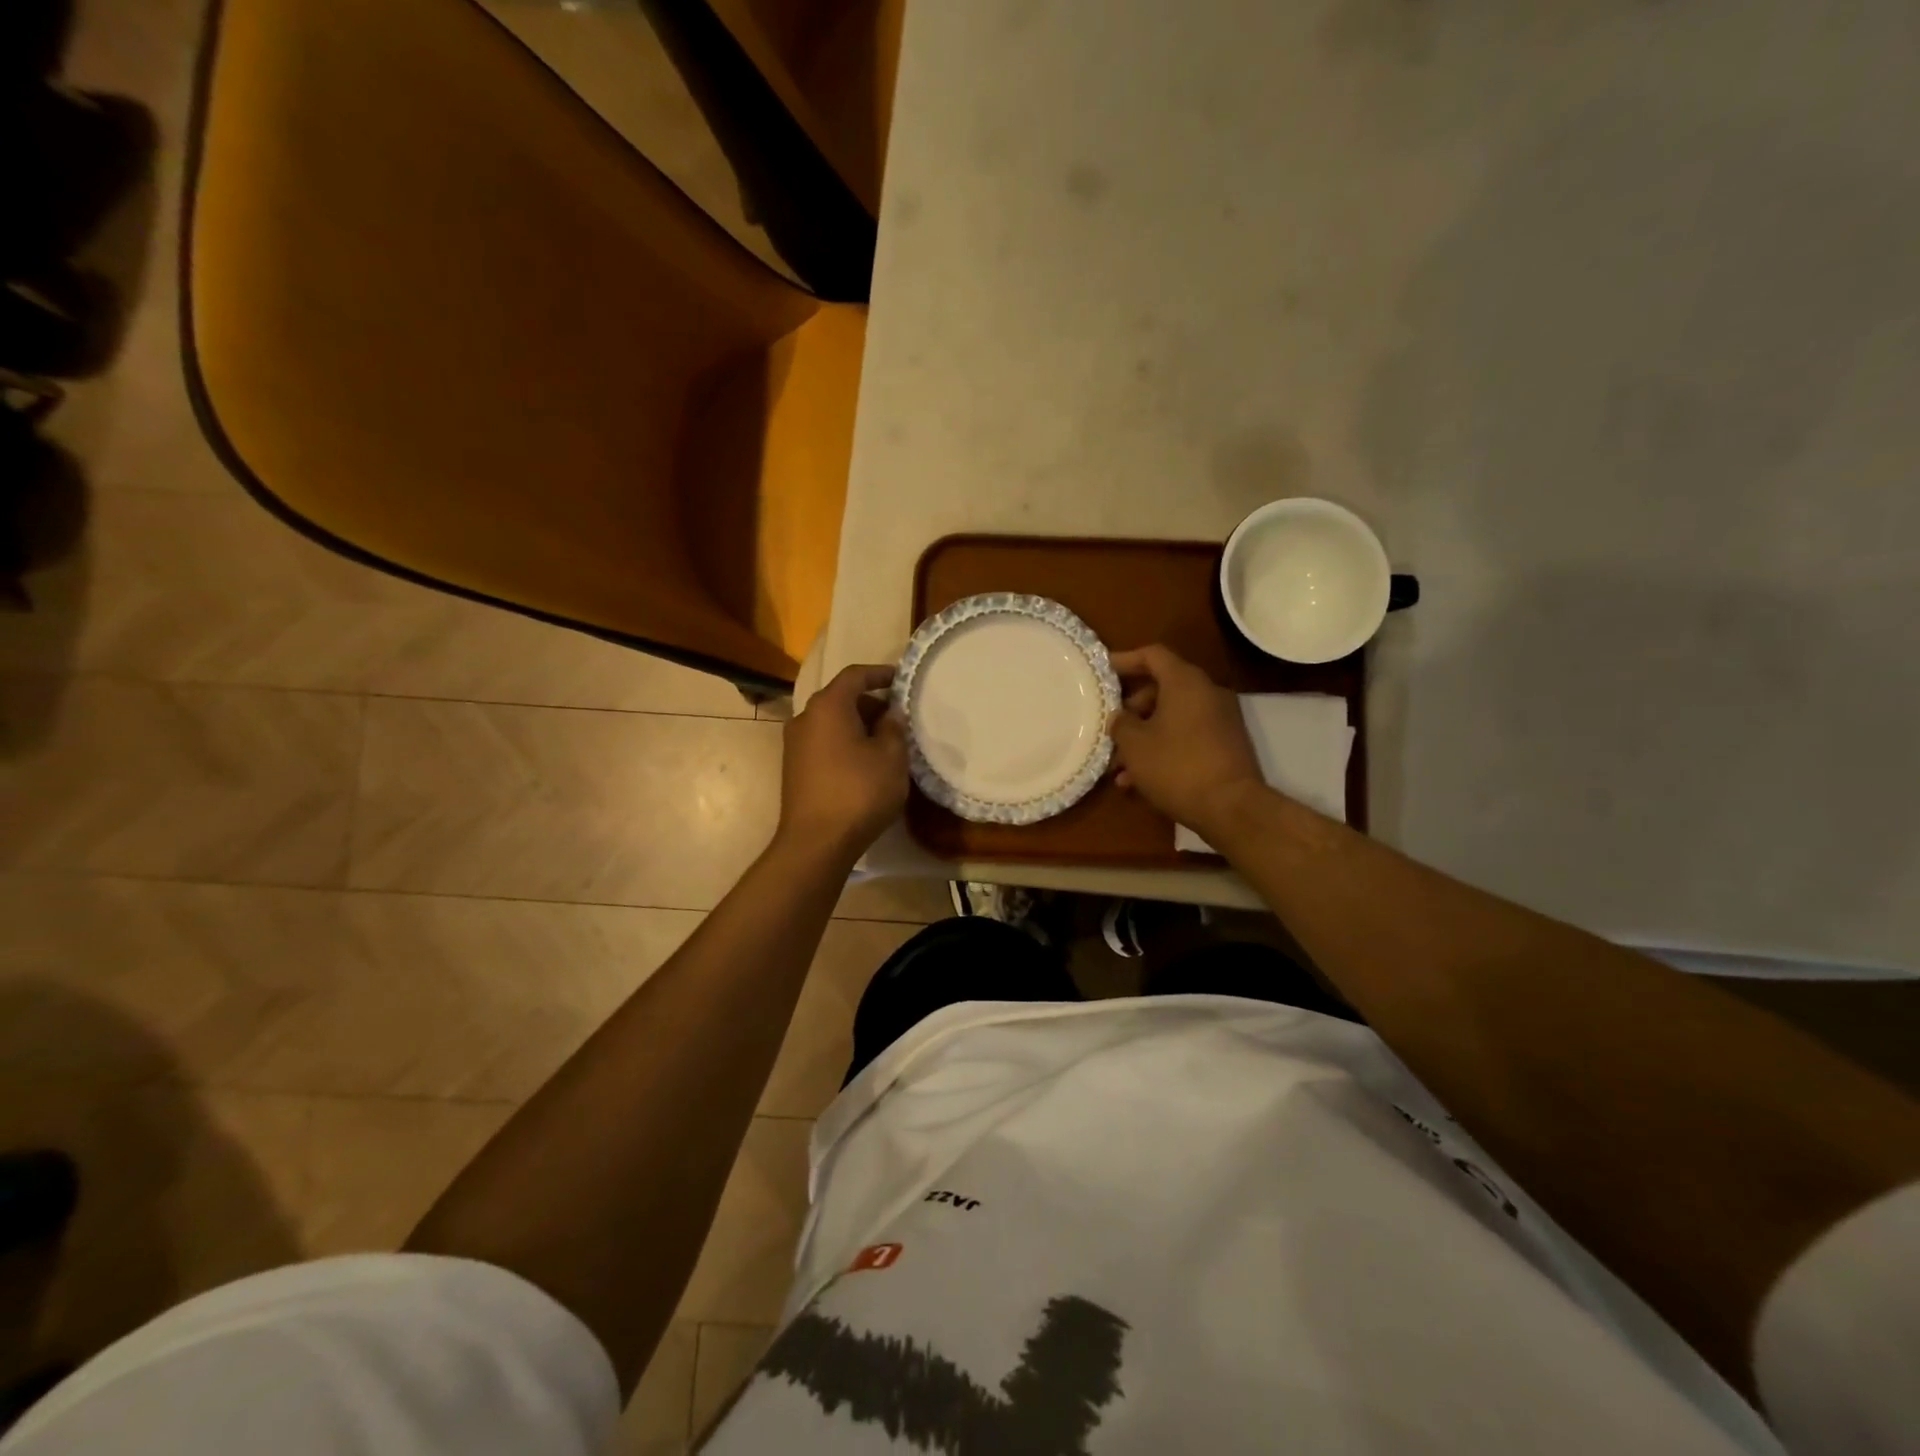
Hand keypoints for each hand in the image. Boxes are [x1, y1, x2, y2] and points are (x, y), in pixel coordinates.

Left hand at [776, 664, 909, 861]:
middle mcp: (805, 718)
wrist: (816, 842)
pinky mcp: (794, 768)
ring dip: (858, 726)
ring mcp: (795, 744)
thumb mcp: (891, 757)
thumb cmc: (858, 792)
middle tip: (899, 719)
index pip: (855, 675)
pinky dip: (845, 744)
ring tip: (886, 744)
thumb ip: (894, 728)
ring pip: (832, 723)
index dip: (880, 674)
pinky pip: (824, 743)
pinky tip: (865, 765)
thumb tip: (889, 715)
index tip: (901, 680)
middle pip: (841, 699)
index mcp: (828, 706)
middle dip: (871, 704)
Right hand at [1108, 645, 1264, 835]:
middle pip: (1161, 689)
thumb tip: (1120, 717)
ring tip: (1118, 767)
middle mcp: (1206, 693)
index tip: (1102, 672)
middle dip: (1130, 710)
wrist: (1231, 808)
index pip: (1152, 655)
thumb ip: (1121, 723)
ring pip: (1171, 718)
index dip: (1124, 660)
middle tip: (1109, 731)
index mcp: (1185, 682)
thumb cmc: (1176, 766)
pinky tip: (1138, 782)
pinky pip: (1185, 737)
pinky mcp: (1224, 746)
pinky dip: (1162, 750)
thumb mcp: (1135, 744)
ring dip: (1143, 737)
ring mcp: (1219, 721)